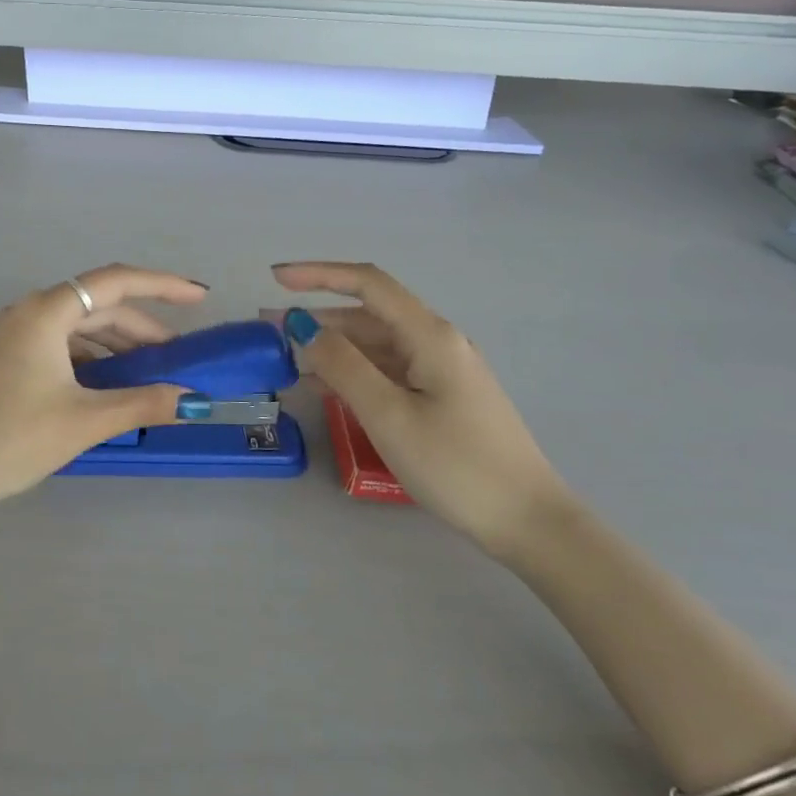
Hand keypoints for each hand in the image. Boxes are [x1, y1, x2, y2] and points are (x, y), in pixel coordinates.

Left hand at [0, 265, 210, 515]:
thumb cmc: (14, 437)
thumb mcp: (85, 420)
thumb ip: (143, 403)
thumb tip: (193, 400)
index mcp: (46, 311)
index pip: (116, 282)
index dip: (162, 285)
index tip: (199, 297)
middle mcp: (30, 311)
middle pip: (98, 305)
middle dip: (142, 327)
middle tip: (178, 355)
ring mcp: (15, 334)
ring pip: (79, 325)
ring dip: (117, 344)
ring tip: (149, 372)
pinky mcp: (9, 357)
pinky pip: (61, 343)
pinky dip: (91, 357)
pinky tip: (109, 383)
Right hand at [272, 262, 571, 558]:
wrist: (527, 521)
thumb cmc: (456, 466)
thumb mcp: (389, 415)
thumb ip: (343, 366)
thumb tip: (303, 327)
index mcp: (429, 336)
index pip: (368, 284)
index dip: (319, 274)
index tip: (275, 277)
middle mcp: (436, 343)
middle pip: (368, 315)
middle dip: (317, 318)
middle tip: (268, 331)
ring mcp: (440, 371)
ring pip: (375, 345)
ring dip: (331, 348)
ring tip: (286, 359)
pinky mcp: (440, 397)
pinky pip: (387, 372)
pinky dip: (351, 373)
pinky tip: (321, 386)